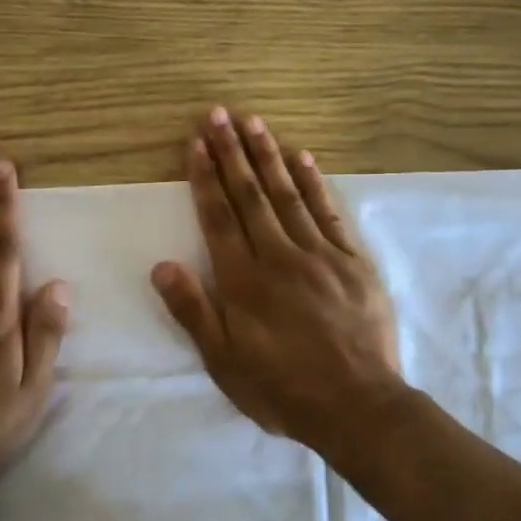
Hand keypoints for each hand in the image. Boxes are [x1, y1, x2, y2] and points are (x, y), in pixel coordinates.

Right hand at [151, 108, 404, 454]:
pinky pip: (329, 212)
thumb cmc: (282, 388)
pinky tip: (303, 157)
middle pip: (250, 194)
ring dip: (268, 155)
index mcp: (244, 280)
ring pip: (287, 194)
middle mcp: (278, 255)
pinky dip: (314, 182)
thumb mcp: (224, 361)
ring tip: (253, 121)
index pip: (218, 216)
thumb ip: (193, 310)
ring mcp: (319, 254)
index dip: (205, 177)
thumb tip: (162, 264)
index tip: (196, 142)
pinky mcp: (351, 261)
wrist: (358, 406)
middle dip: (231, 152)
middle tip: (219, 114)